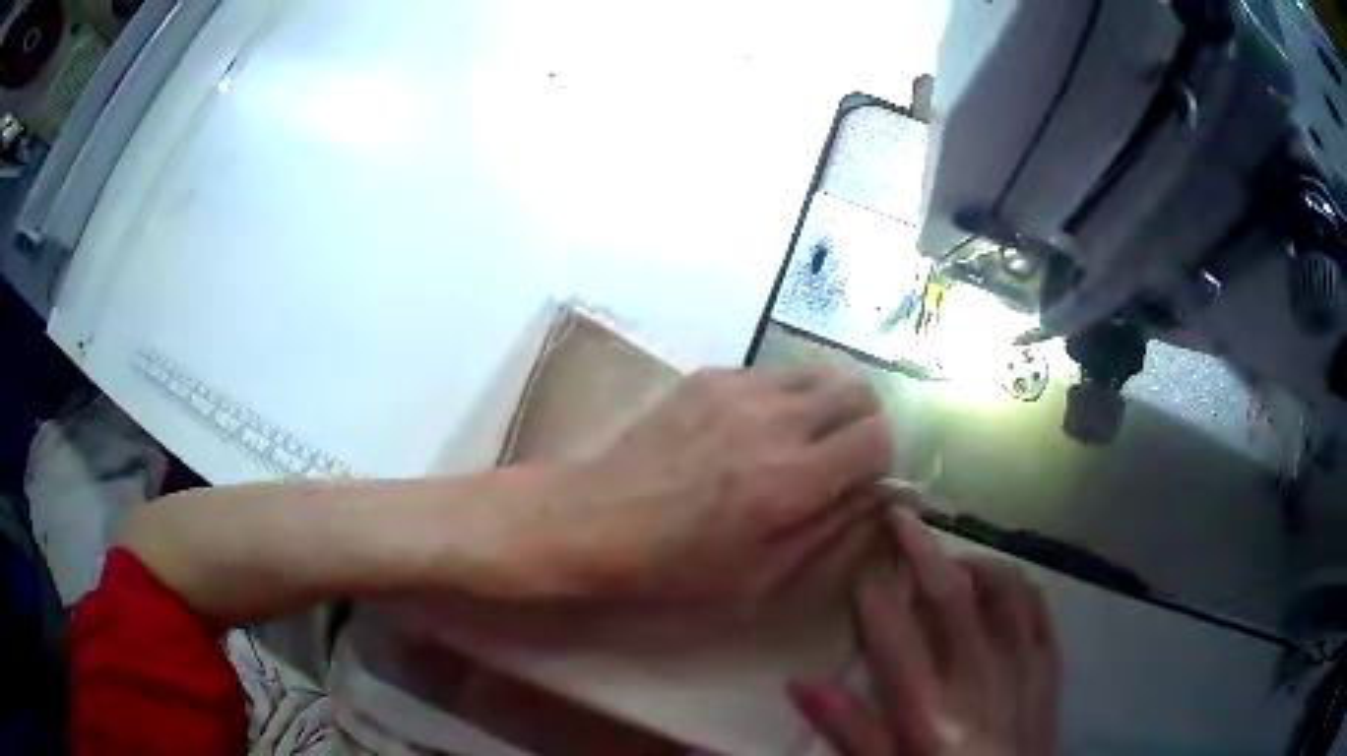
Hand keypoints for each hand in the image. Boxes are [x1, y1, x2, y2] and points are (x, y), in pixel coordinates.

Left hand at [556, 367, 891, 602]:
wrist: (594, 521)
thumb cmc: (676, 567)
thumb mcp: (762, 576)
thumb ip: (831, 531)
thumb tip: (877, 495)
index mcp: (792, 479)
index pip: (878, 436)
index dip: (881, 460)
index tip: (862, 482)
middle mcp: (774, 420)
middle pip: (858, 390)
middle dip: (863, 424)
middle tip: (839, 457)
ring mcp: (739, 389)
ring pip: (819, 371)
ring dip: (826, 403)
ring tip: (801, 438)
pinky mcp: (709, 375)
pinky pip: (773, 372)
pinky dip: (783, 395)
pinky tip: (751, 428)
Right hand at [789, 515, 1061, 755]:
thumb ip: (849, 730)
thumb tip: (799, 682)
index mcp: (930, 707)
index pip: (893, 631)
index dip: (870, 589)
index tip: (854, 563)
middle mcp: (978, 673)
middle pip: (949, 592)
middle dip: (919, 548)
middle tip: (898, 515)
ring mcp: (1022, 663)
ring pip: (1002, 586)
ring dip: (972, 560)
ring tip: (949, 559)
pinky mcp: (1049, 665)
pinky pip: (1037, 606)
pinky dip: (1015, 585)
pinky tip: (999, 587)